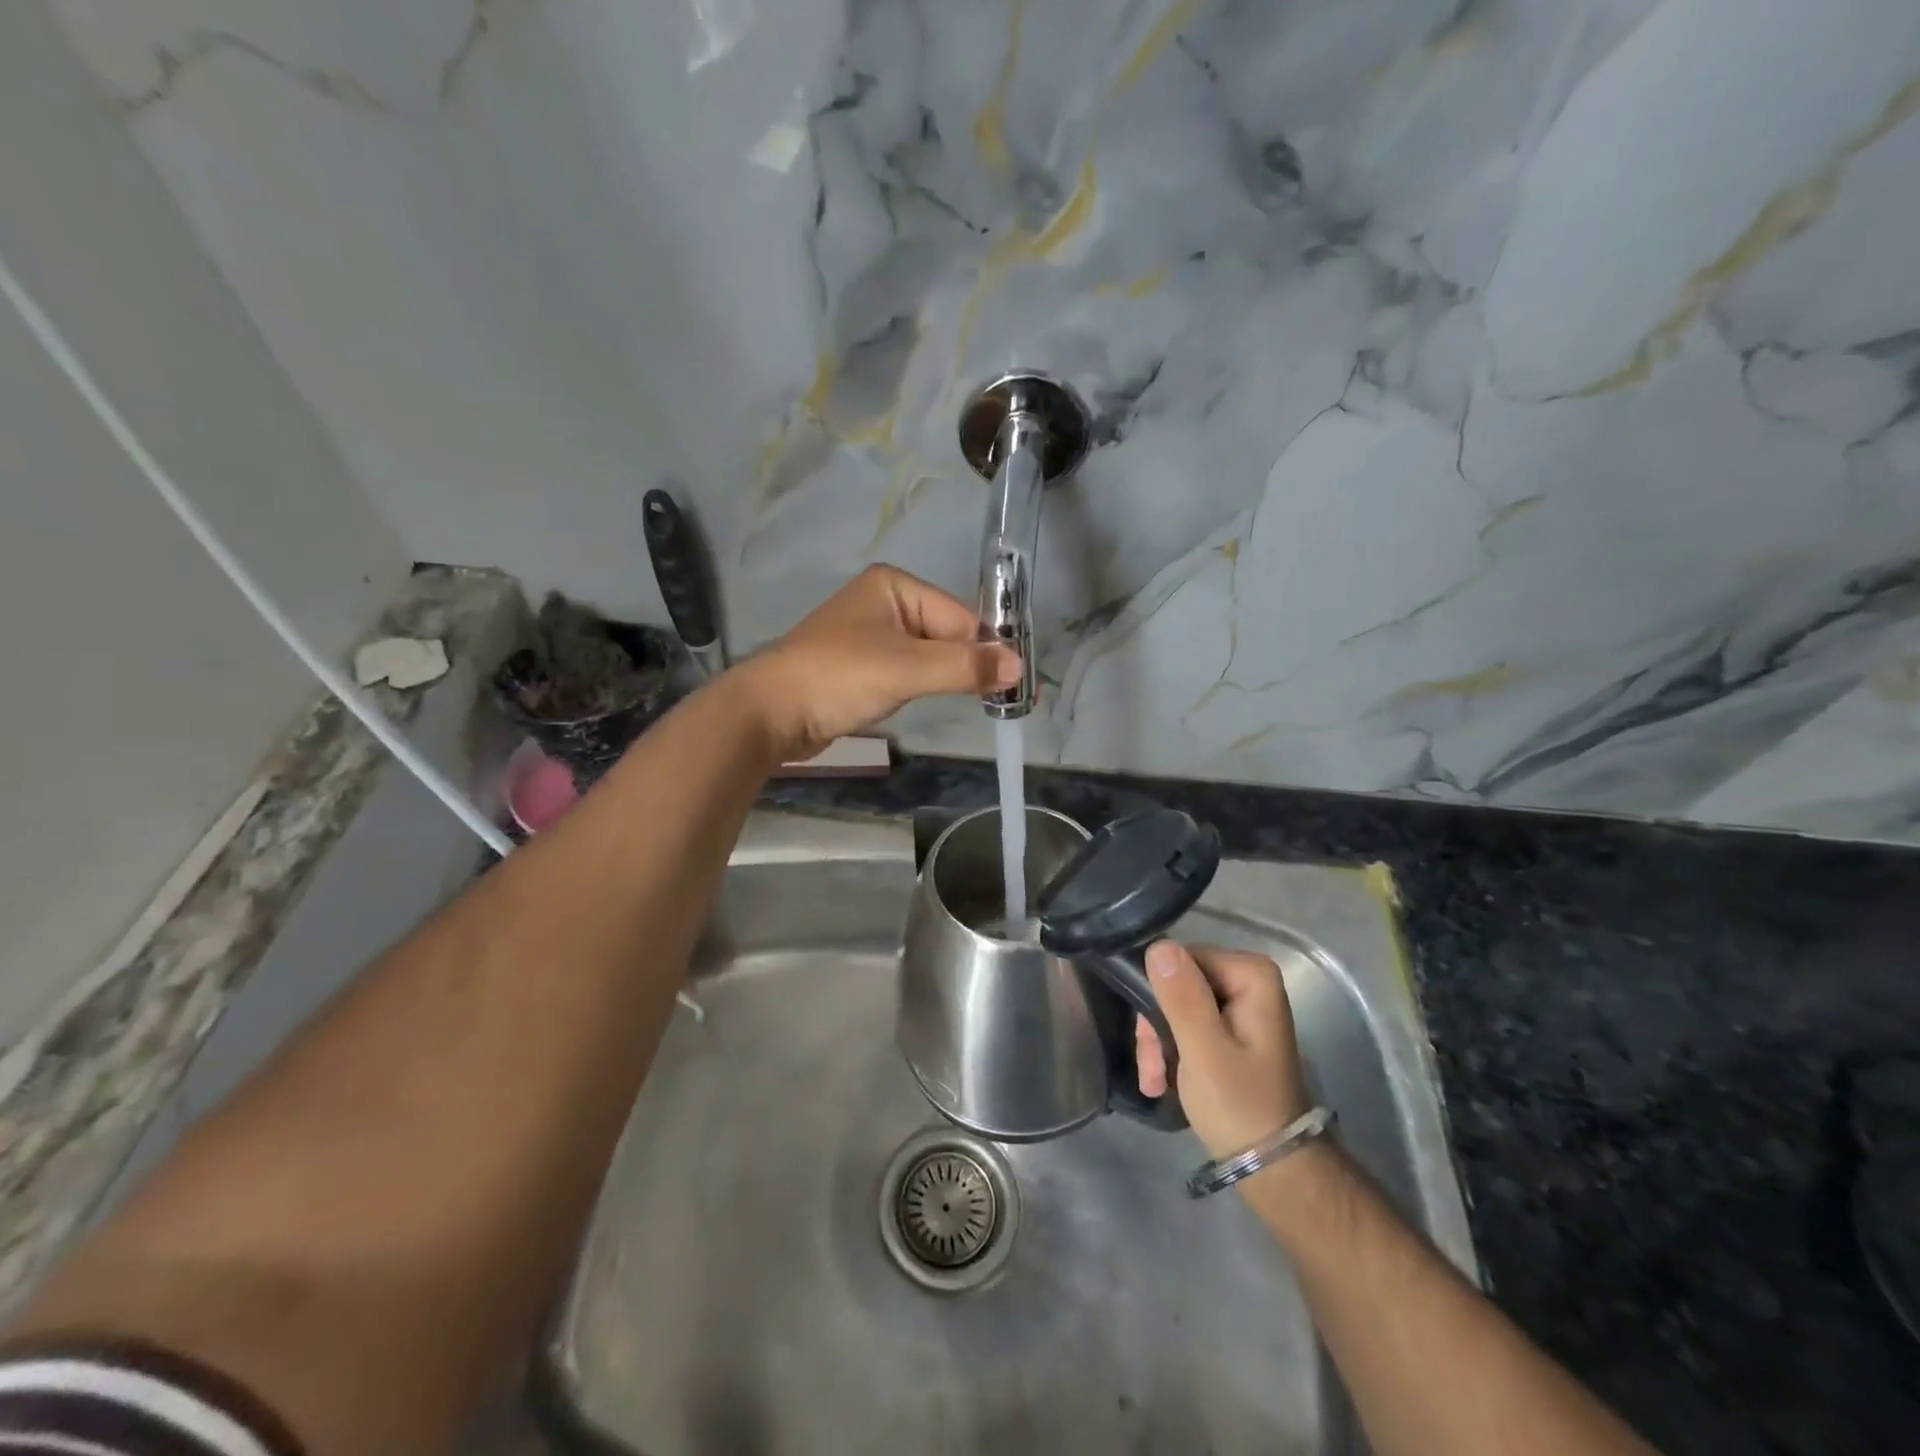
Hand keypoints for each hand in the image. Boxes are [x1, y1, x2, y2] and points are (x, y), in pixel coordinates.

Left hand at [731, 565, 1018, 760]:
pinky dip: (926, 685)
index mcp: (895, 586)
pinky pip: (910, 670)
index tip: (1016, 685)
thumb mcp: (906, 669)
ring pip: (930, 655)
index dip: (987, 650)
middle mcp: (885, 602)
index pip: (960, 616)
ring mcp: (872, 635)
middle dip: (970, 665)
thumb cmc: (838, 678)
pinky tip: (932, 701)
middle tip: (1003, 700)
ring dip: (949, 677)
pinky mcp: (864, 665)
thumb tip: (1021, 667)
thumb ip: (964, 666)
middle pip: (948, 633)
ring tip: (977, 703)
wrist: (770, 713)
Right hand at [1136, 942, 1310, 1160]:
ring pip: (1175, 1004)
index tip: (1147, 1041)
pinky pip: (1186, 1021)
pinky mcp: (1230, 1026)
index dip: (1158, 996)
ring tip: (1155, 1081)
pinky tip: (1163, 1080)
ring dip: (1158, 1043)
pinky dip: (1171, 1050)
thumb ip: (1182, 997)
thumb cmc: (1239, 1105)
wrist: (1272, 1167)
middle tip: (1150, 1069)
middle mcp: (1248, 979)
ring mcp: (1240, 1004)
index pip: (1180, 959)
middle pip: (1176, 983)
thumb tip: (1158, 945)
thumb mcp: (1203, 1051)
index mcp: (1251, 975)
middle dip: (1156, 1027)